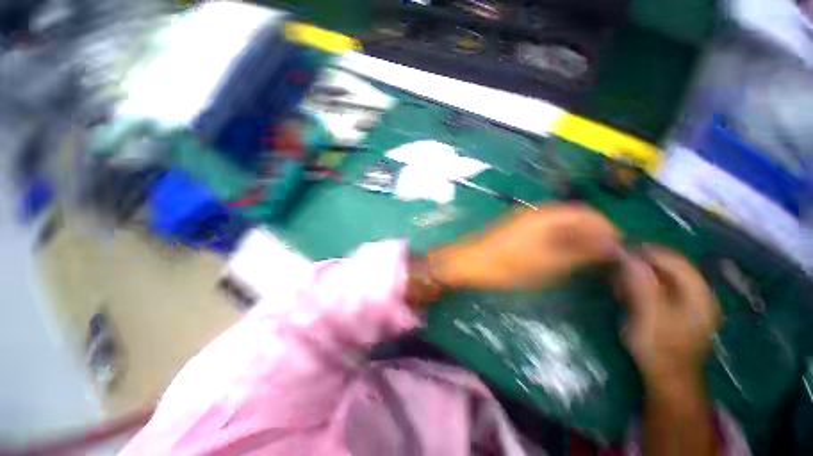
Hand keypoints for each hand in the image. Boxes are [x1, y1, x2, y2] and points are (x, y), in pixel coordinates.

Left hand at [430, 204, 621, 289]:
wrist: (469, 263)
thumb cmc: (507, 265)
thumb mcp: (548, 263)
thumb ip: (580, 253)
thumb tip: (612, 247)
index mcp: (546, 216)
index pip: (587, 214)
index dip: (606, 228)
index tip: (619, 248)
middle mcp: (537, 212)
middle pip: (574, 217)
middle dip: (592, 234)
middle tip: (604, 258)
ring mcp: (524, 220)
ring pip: (560, 225)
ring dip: (577, 238)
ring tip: (588, 259)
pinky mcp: (517, 229)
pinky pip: (546, 231)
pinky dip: (560, 241)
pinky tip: (564, 255)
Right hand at [617, 246, 719, 384]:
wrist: (667, 377)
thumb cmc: (660, 347)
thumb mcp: (648, 316)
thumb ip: (641, 285)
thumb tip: (629, 257)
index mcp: (698, 295)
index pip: (676, 261)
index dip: (649, 253)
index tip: (622, 250)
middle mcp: (697, 294)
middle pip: (669, 268)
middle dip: (641, 265)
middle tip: (616, 267)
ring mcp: (688, 303)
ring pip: (662, 277)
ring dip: (638, 276)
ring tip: (617, 282)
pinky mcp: (676, 310)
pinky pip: (658, 289)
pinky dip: (641, 286)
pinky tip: (625, 292)